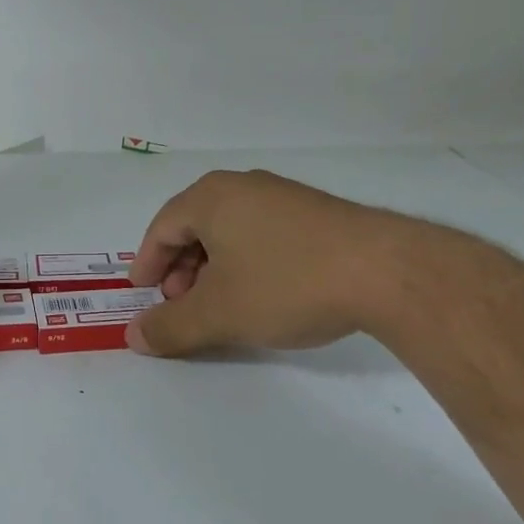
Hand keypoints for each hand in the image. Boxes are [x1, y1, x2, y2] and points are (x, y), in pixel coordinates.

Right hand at [126, 170, 421, 356]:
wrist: (388, 272)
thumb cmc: (287, 283)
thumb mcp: (219, 313)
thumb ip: (171, 326)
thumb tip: (135, 337)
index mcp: (210, 197)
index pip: (161, 228)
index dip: (146, 263)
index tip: (142, 293)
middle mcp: (243, 186)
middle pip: (194, 227)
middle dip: (180, 269)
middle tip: (181, 304)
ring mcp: (283, 196)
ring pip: (230, 231)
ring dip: (213, 268)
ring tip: (221, 304)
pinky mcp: (316, 213)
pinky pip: (262, 234)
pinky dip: (247, 262)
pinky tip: (263, 293)